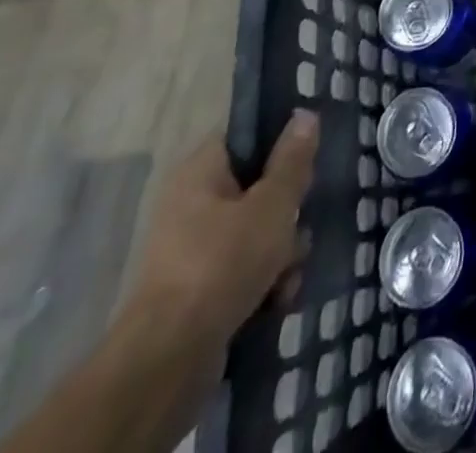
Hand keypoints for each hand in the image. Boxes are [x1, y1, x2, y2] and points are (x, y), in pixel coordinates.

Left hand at [126, 111, 318, 348]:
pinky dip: (263, 282)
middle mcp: (190, 204)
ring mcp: (191, 250)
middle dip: (287, 211)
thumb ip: (293, 160)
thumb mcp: (273, 203)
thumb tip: (304, 114)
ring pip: (255, 233)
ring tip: (290, 272)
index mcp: (200, 171)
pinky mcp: (196, 291)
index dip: (280, 143)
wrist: (168, 359)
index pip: (246, 136)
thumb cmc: (223, 262)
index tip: (307, 161)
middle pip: (257, 188)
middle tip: (301, 222)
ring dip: (281, 252)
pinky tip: (278, 298)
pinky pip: (241, 270)